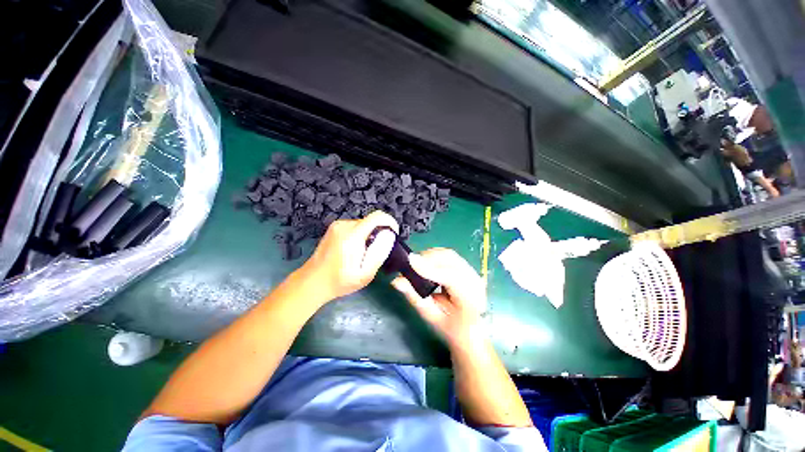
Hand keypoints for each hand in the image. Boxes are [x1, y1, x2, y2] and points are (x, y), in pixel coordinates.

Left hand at [296, 210, 398, 302]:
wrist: (312, 282)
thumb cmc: (340, 281)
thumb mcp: (365, 274)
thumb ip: (379, 253)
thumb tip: (389, 235)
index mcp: (352, 236)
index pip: (377, 217)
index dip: (390, 222)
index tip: (394, 234)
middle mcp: (344, 225)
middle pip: (370, 221)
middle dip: (378, 233)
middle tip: (375, 252)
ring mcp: (337, 225)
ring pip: (363, 224)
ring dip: (369, 235)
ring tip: (363, 254)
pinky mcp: (334, 228)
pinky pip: (354, 227)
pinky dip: (359, 235)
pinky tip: (353, 251)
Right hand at [391, 248, 486, 348]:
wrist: (471, 331)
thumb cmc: (451, 329)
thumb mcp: (431, 316)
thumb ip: (414, 297)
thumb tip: (396, 281)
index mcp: (470, 299)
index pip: (450, 276)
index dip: (429, 267)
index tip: (410, 261)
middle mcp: (475, 281)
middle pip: (450, 259)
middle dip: (428, 258)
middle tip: (410, 265)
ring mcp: (473, 273)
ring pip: (449, 255)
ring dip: (431, 256)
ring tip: (417, 265)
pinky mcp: (468, 268)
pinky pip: (450, 256)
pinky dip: (435, 257)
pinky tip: (427, 264)